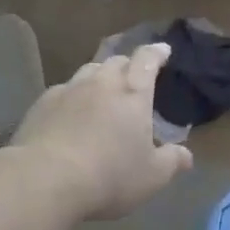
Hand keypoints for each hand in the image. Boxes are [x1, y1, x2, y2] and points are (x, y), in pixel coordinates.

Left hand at [9, 44, 192, 220]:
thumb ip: (171, 161)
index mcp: (133, 93)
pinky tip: (70, 112)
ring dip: (99, 76)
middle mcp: (101, 83)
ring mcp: (69, 90)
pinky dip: (73, 95)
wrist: (46, 179)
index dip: (156, 53)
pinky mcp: (42, 104)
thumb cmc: (109, 176)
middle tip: (133, 76)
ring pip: (88, 70)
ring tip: (102, 90)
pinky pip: (63, 90)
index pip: (147, 60)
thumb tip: (187, 155)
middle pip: (116, 61)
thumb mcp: (151, 176)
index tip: (163, 50)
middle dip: (128, 64)